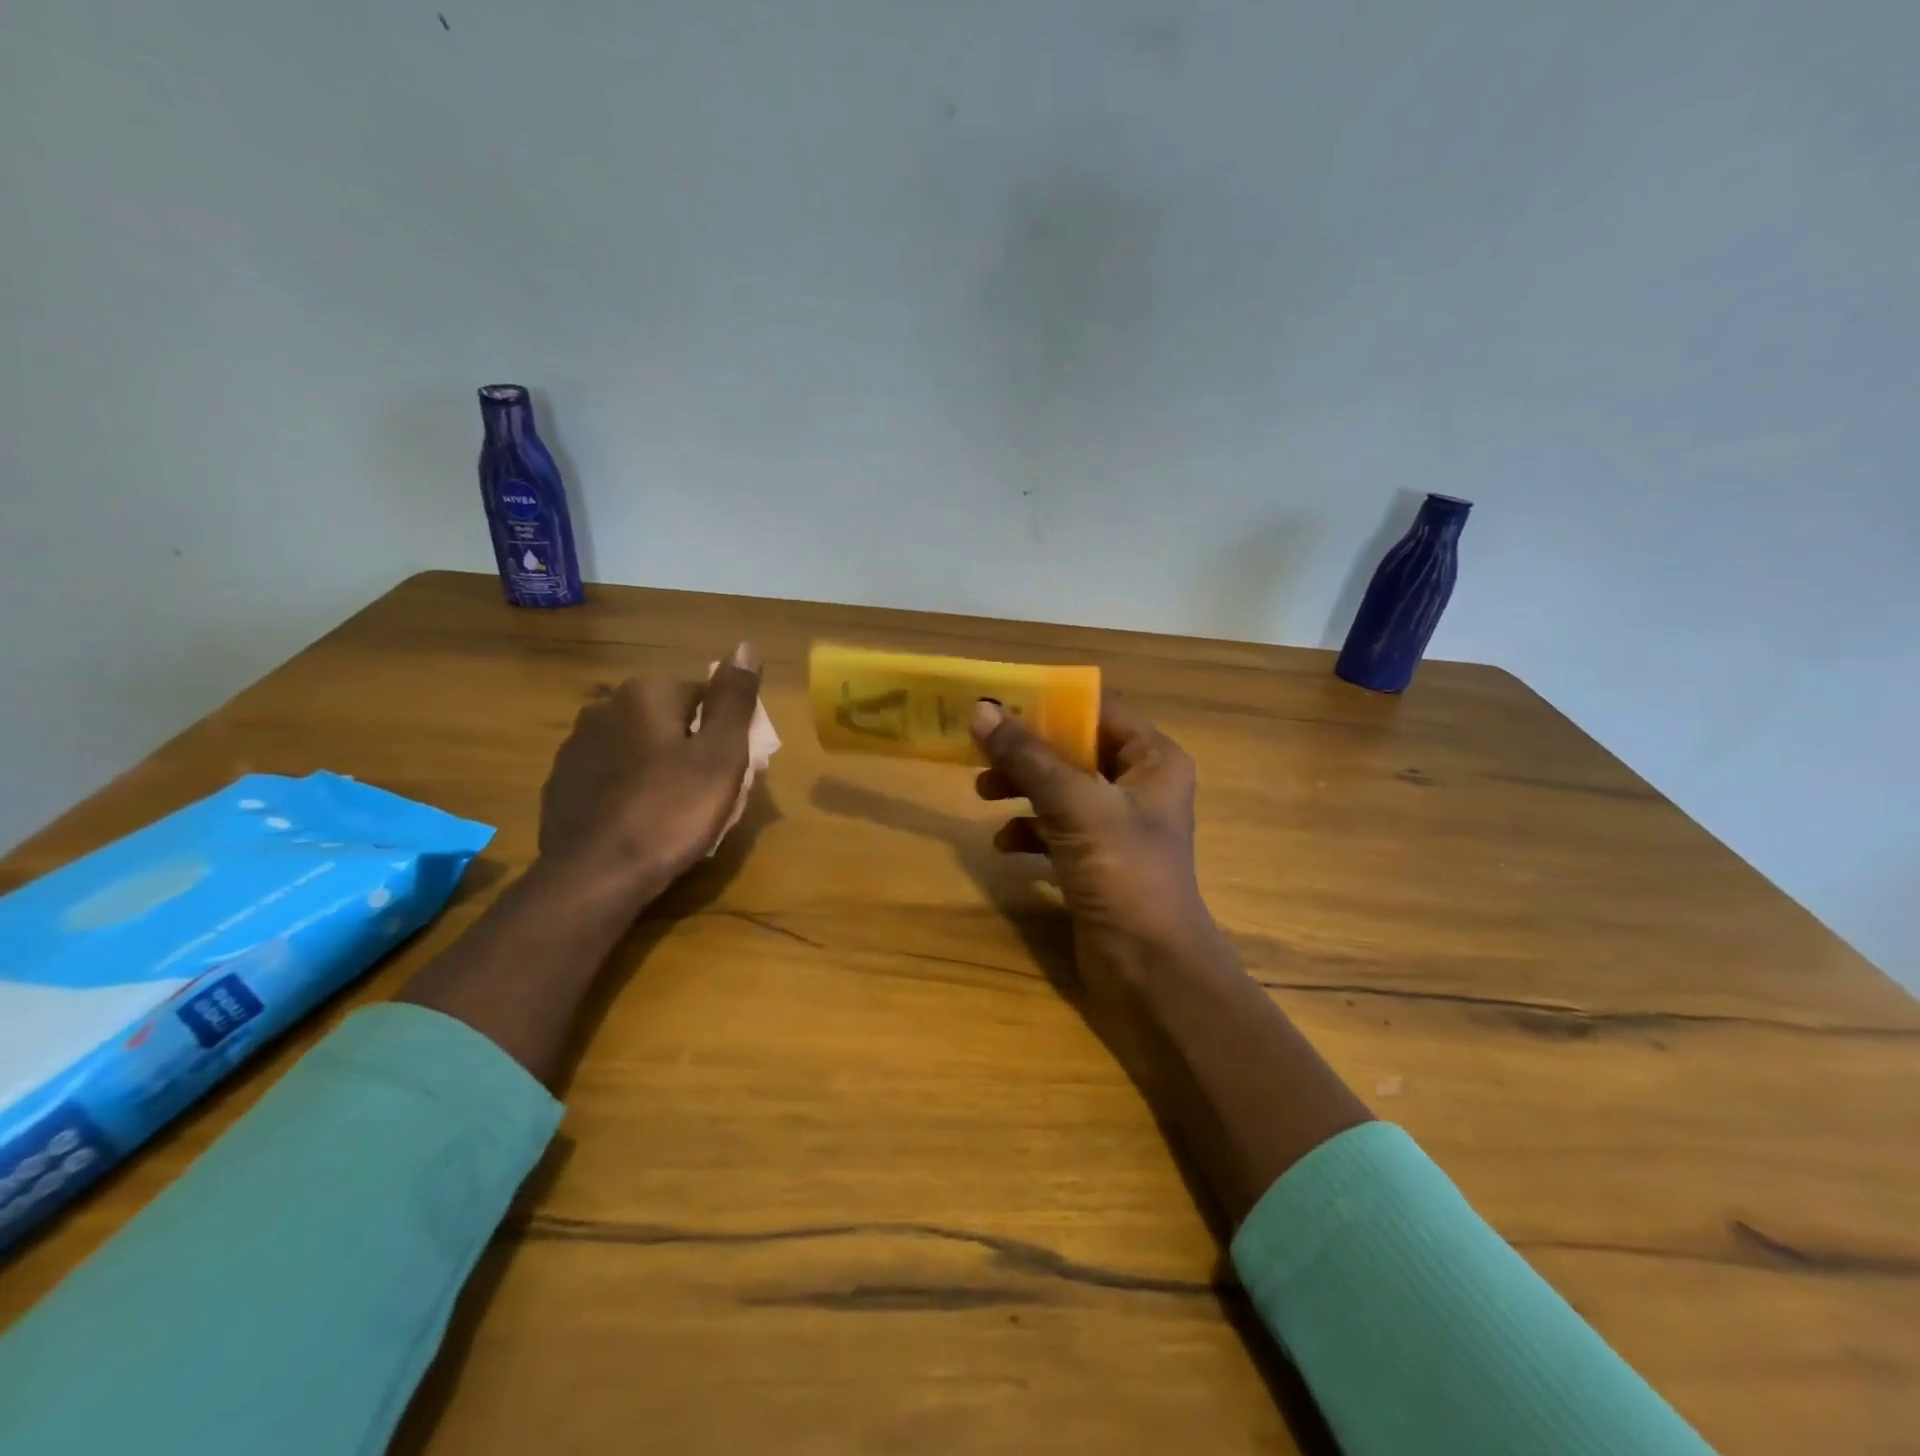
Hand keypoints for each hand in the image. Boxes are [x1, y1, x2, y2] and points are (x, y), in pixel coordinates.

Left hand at [538, 643, 763, 903]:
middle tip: (706, 792)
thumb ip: (733, 699)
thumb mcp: (721, 755)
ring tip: (672, 810)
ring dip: (657, 766)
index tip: (730, 768)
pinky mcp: (561, 783)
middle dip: (689, 746)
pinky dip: (627, 788)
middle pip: (668, 719)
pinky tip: (637, 820)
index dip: (723, 731)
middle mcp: (604, 707)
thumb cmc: (671, 811)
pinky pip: (609, 774)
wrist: (595, 876)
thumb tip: (745, 646)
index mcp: (645, 693)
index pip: (702, 694)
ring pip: (637, 746)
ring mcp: (575, 746)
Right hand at [972, 696, 1223, 989]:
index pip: (1098, 711)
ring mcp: (1117, 827)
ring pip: (1060, 790)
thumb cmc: (1124, 873)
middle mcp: (1139, 786)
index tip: (999, 704)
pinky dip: (1029, 831)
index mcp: (1153, 760)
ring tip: (982, 793)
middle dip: (1027, 752)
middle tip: (980, 750)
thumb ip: (1028, 757)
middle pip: (1074, 750)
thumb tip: (981, 711)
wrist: (1150, 970)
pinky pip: (1056, 830)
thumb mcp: (1075, 806)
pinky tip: (1004, 845)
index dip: (1049, 704)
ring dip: (1022, 788)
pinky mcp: (1097, 862)